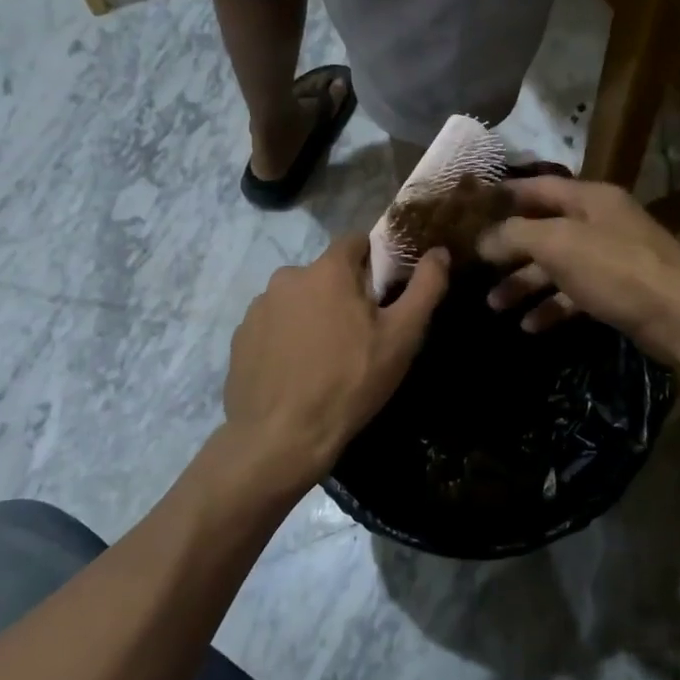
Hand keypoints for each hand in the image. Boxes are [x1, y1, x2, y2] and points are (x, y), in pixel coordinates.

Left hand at [224, 234, 449, 490]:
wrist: (282, 437)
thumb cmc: (350, 382)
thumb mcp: (401, 337)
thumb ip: (425, 287)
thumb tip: (439, 251)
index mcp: (327, 270)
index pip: (356, 242)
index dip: (375, 262)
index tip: (385, 294)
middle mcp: (287, 277)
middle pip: (326, 274)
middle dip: (344, 294)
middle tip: (360, 335)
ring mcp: (258, 308)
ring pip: (298, 300)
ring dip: (313, 316)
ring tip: (326, 358)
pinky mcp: (240, 337)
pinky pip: (274, 326)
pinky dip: (288, 338)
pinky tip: (298, 371)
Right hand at [477, 177, 679, 355]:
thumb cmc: (616, 269)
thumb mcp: (558, 245)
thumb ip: (515, 236)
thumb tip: (481, 238)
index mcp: (589, 198)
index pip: (537, 187)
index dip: (503, 196)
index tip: (469, 209)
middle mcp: (600, 221)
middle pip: (543, 229)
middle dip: (508, 250)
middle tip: (474, 267)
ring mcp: (611, 256)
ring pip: (556, 265)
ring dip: (524, 283)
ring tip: (494, 305)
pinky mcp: (618, 290)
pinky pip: (574, 293)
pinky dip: (551, 307)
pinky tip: (530, 326)